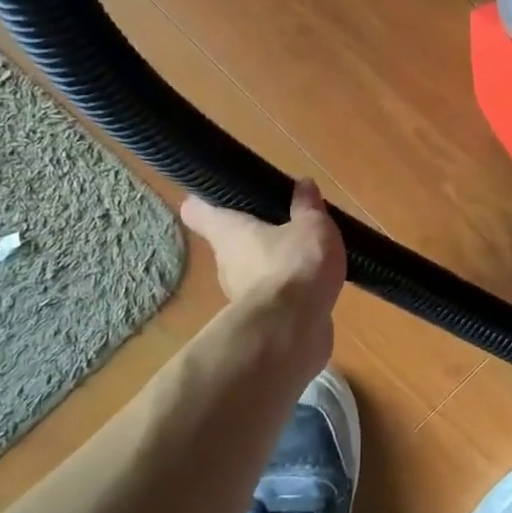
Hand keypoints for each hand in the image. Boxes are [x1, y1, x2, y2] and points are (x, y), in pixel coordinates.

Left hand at [180, 178, 345, 309]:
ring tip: (306, 253)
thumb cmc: (295, 264)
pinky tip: (312, 283)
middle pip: (232, 241)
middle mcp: (226, 262)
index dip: (206, 200)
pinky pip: (272, 295)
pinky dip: (287, 290)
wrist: (294, 328)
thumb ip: (307, 206)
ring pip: (253, 270)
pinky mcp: (260, 319)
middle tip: (284, 221)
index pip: (199, 211)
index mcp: (228, 232)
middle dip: (255, 233)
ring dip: (274, 263)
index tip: (221, 193)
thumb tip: (302, 184)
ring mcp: (240, 294)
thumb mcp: (311, 225)